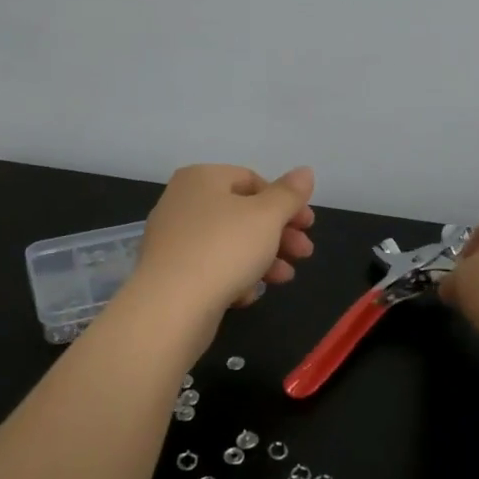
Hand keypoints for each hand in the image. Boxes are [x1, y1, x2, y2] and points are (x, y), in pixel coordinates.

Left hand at [129, 164, 316, 322]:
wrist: (171, 307)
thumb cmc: (224, 249)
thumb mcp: (267, 216)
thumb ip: (289, 194)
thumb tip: (305, 171)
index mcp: (201, 178)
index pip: (252, 180)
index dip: (285, 202)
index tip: (308, 225)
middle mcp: (182, 202)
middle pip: (242, 213)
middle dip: (279, 234)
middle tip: (304, 253)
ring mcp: (174, 239)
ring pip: (230, 243)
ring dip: (263, 258)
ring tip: (285, 278)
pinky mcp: (171, 273)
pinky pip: (211, 268)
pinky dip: (234, 277)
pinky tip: (248, 295)